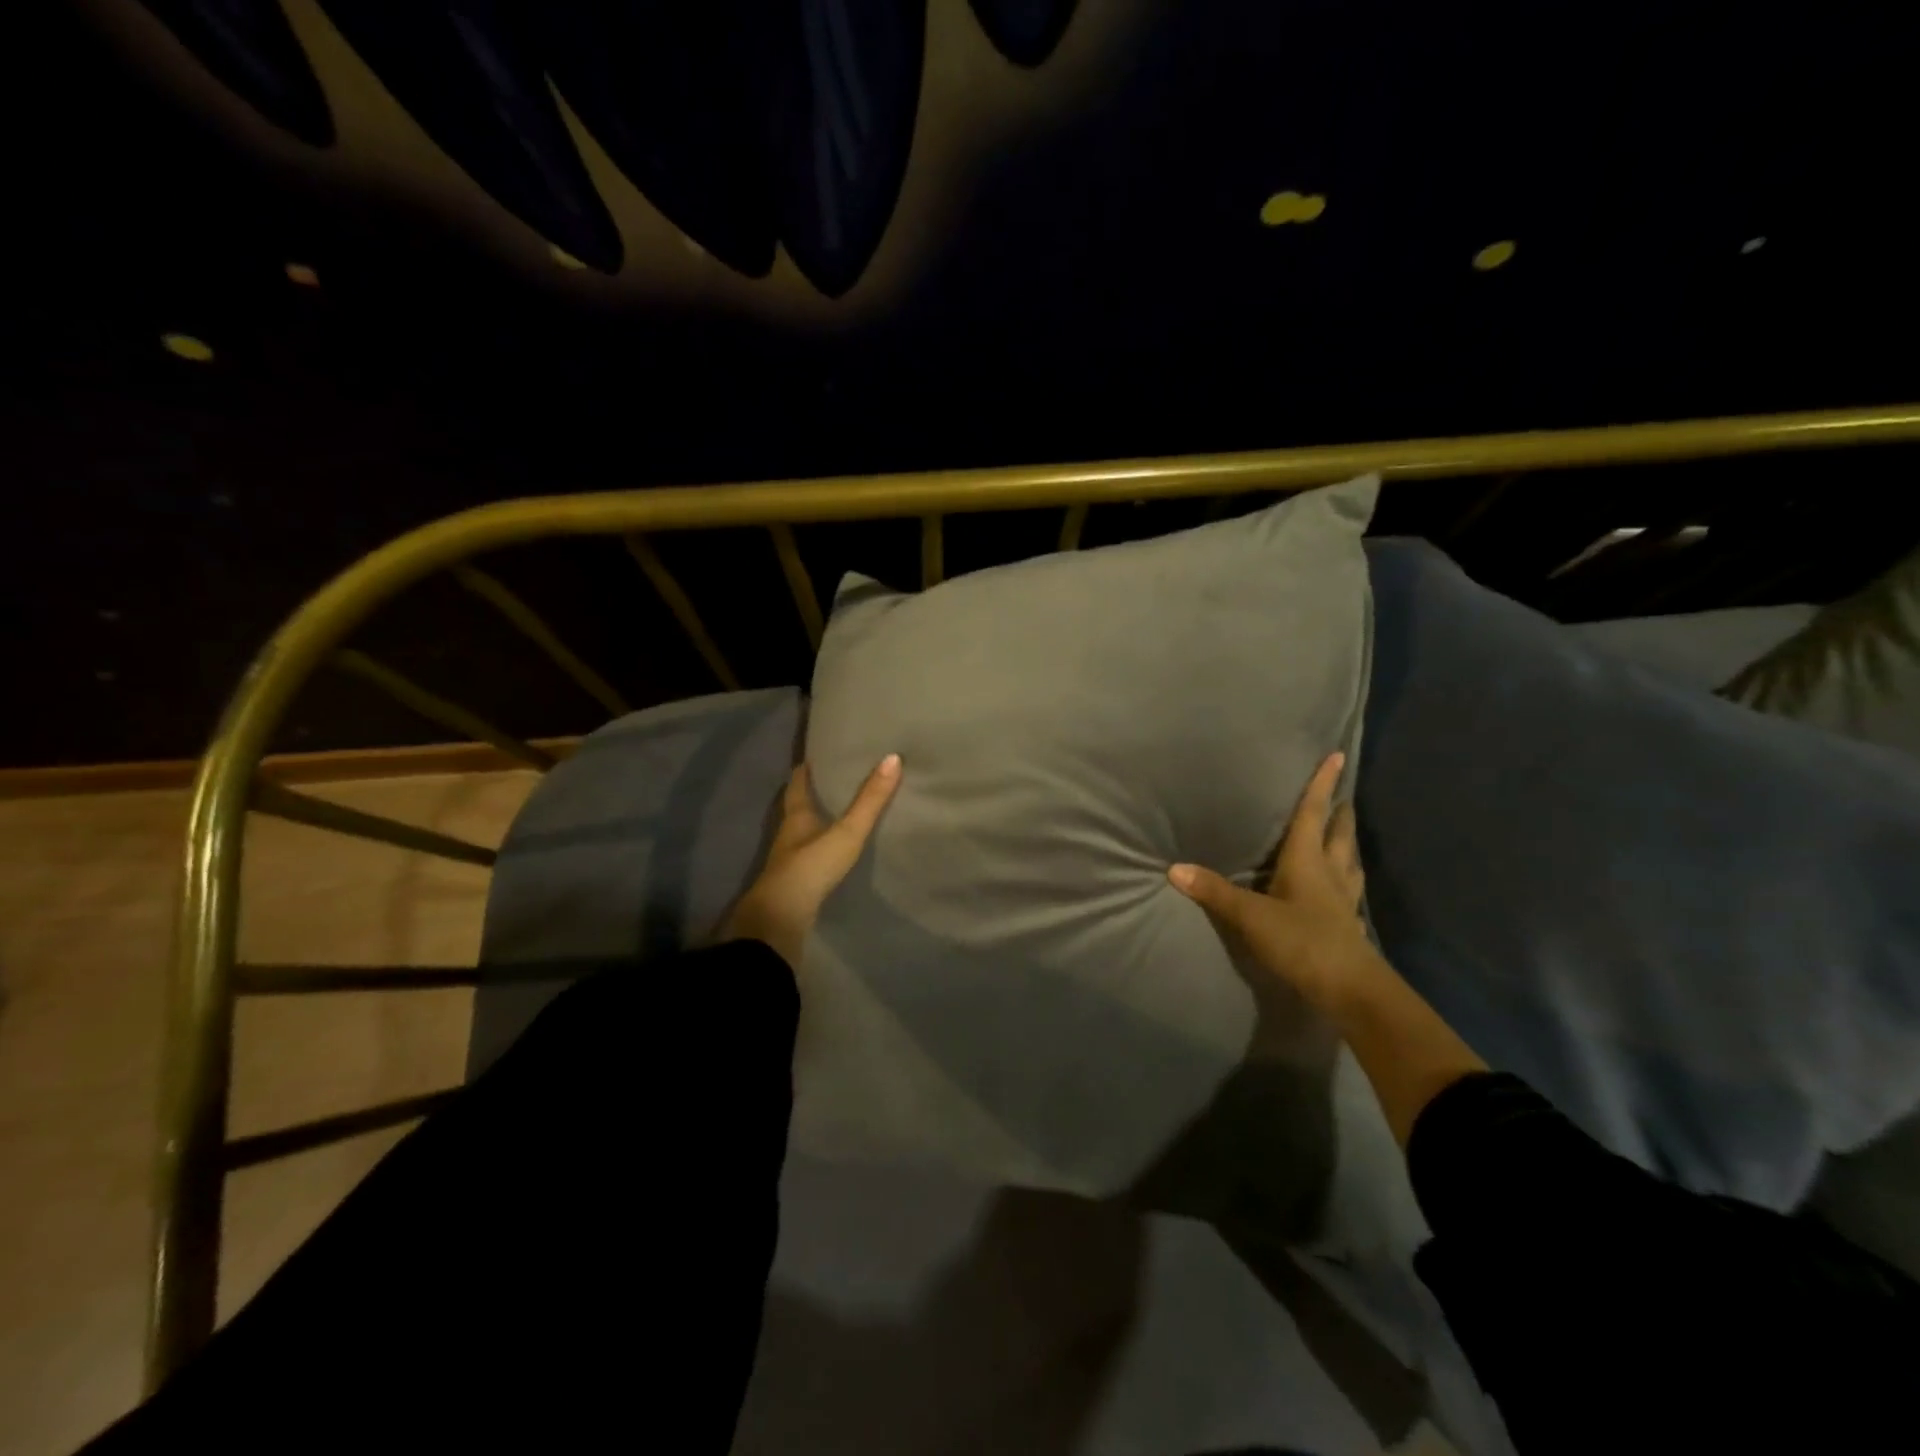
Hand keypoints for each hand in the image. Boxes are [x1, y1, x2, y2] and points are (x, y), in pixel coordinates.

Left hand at [722, 755, 901, 969]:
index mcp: (796, 816)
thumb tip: (892, 758)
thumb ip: (870, 801)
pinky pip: (810, 855)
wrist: (781, 919)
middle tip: (835, 779)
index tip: (817, 756)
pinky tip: (834, 850)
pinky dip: (820, 847)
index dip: (805, 769)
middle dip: (813, 793)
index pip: (797, 784)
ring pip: (803, 832)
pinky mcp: (796, 882)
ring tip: (840, 812)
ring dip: (817, 821)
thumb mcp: (846, 832)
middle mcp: (789, 834)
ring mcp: (790, 860)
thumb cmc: (811, 867)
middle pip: (798, 807)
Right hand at [1168, 751, 1374, 1011]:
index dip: (1322, 785)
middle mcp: (1331, 873)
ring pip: (1349, 860)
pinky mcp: (1348, 923)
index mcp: (1309, 860)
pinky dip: (1345, 876)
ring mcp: (1343, 900)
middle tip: (1342, 795)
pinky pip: (1348, 888)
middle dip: (1340, 812)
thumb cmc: (1302, 941)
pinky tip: (1341, 884)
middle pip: (1339, 834)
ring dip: (1346, 843)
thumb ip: (1215, 892)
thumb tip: (1174, 869)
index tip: (1337, 757)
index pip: (1314, 813)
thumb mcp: (1251, 916)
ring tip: (1343, 833)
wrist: (1350, 990)